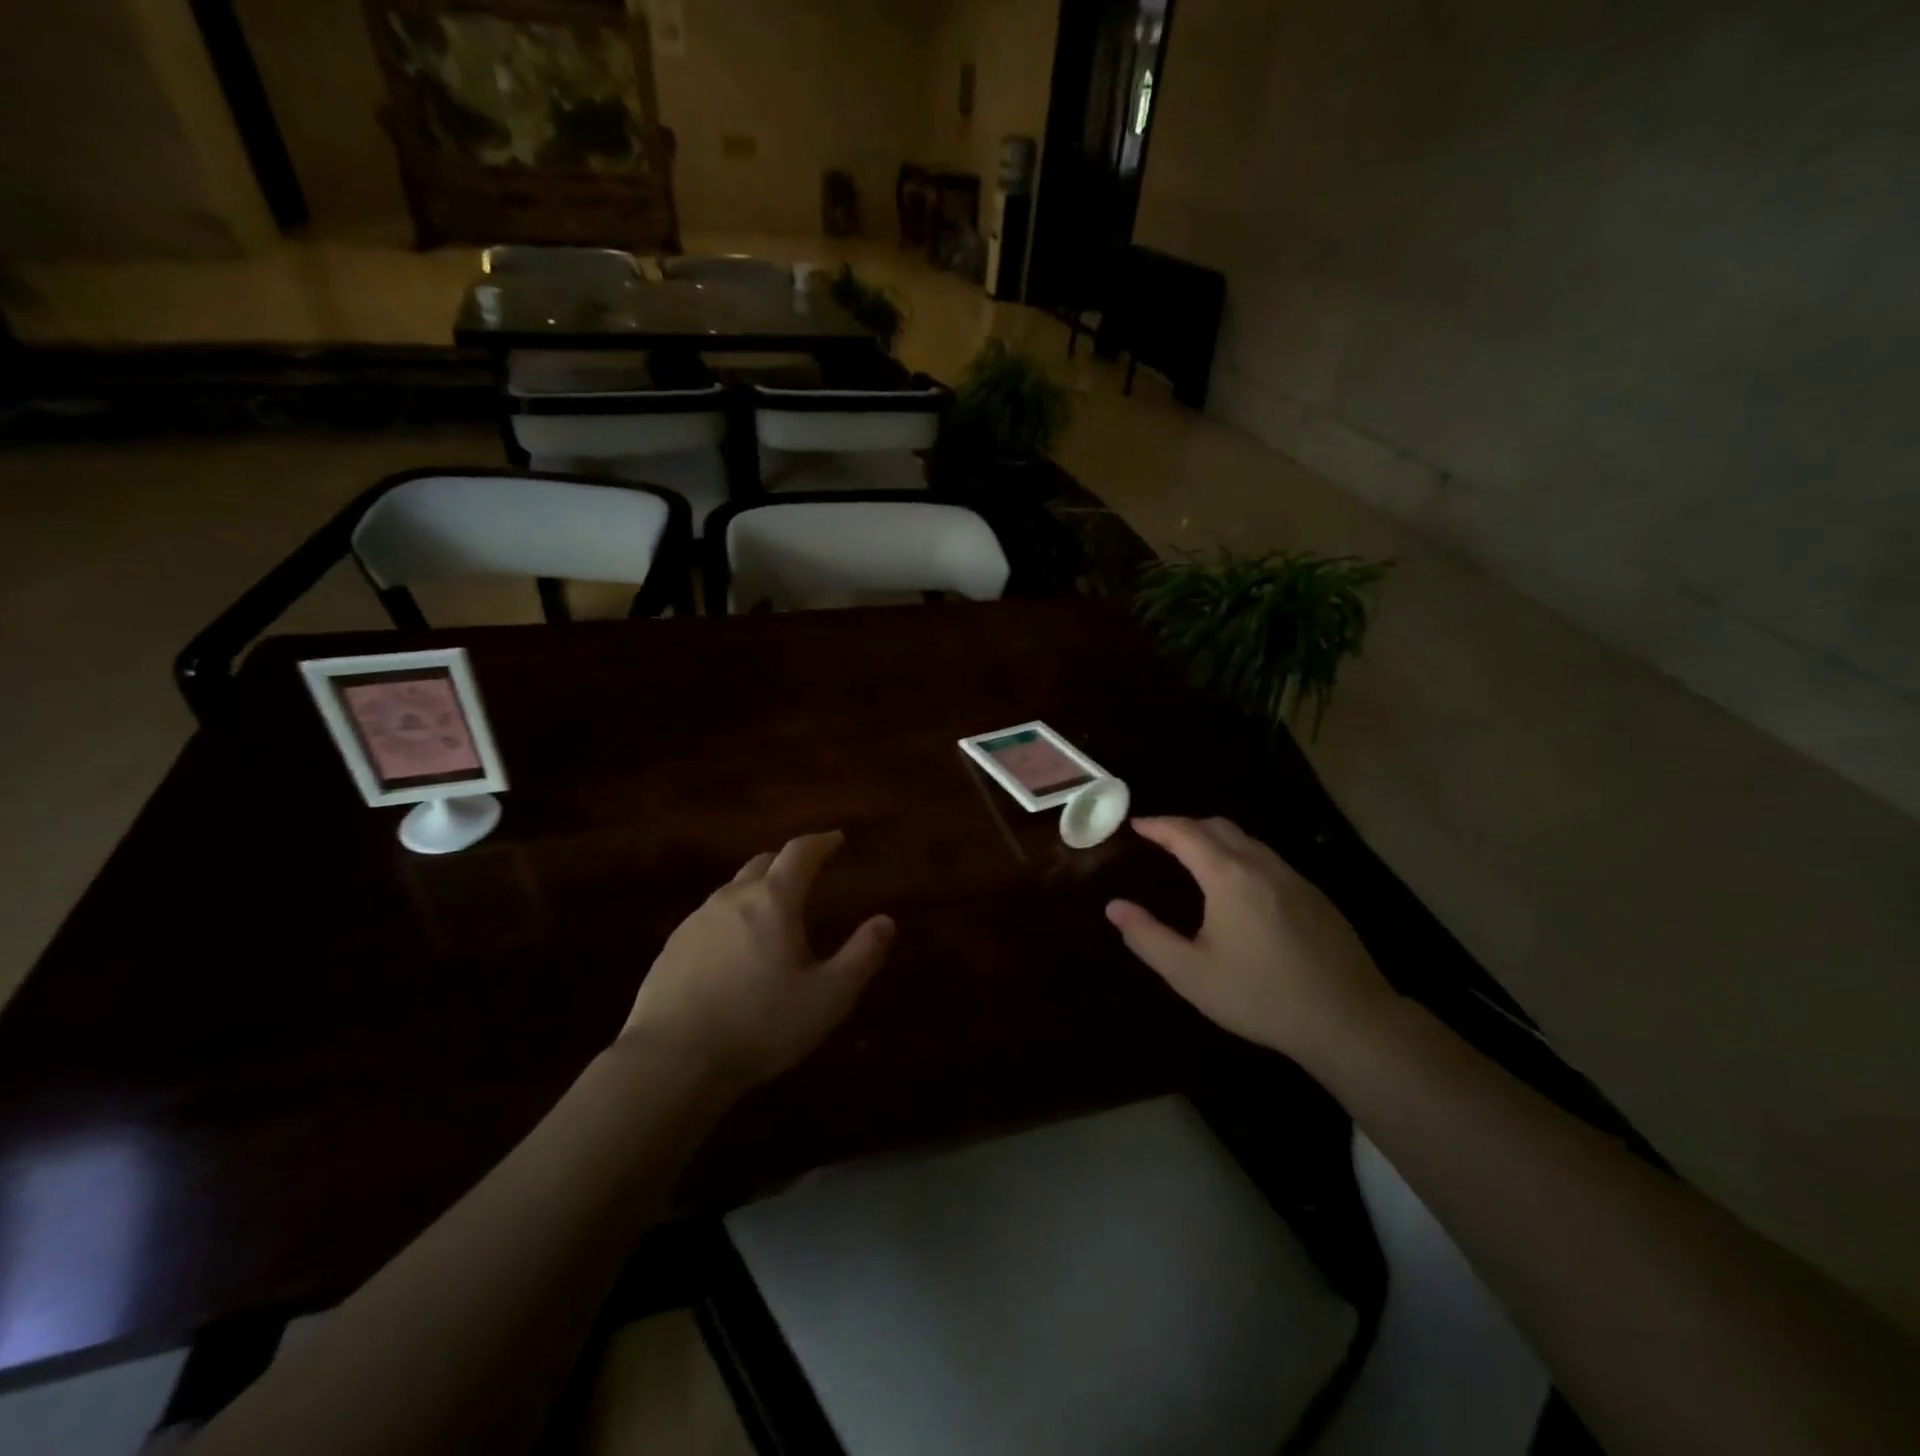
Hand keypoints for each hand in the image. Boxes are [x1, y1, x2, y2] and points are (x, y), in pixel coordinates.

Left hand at [620, 831, 893, 1091]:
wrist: (672, 1061)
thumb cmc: (760, 1025)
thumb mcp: (827, 997)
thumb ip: (861, 956)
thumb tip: (885, 921)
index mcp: (772, 901)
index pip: (799, 853)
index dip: (821, 842)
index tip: (836, 839)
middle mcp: (731, 899)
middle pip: (762, 864)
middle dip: (787, 863)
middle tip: (806, 875)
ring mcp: (695, 922)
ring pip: (732, 891)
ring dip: (757, 892)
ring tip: (772, 916)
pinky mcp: (671, 949)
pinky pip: (708, 920)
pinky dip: (730, 921)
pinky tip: (733, 953)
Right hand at [1106, 817, 1397, 1072]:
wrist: (1348, 1019)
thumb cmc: (1259, 995)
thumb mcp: (1190, 973)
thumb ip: (1147, 936)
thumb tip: (1114, 907)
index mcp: (1228, 876)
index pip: (1185, 833)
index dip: (1157, 825)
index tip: (1135, 825)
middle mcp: (1261, 865)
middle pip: (1218, 827)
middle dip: (1184, 825)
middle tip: (1160, 837)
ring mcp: (1294, 878)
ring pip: (1247, 840)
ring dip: (1215, 838)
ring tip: (1193, 856)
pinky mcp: (1315, 896)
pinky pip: (1268, 859)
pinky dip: (1241, 855)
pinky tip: (1238, 886)